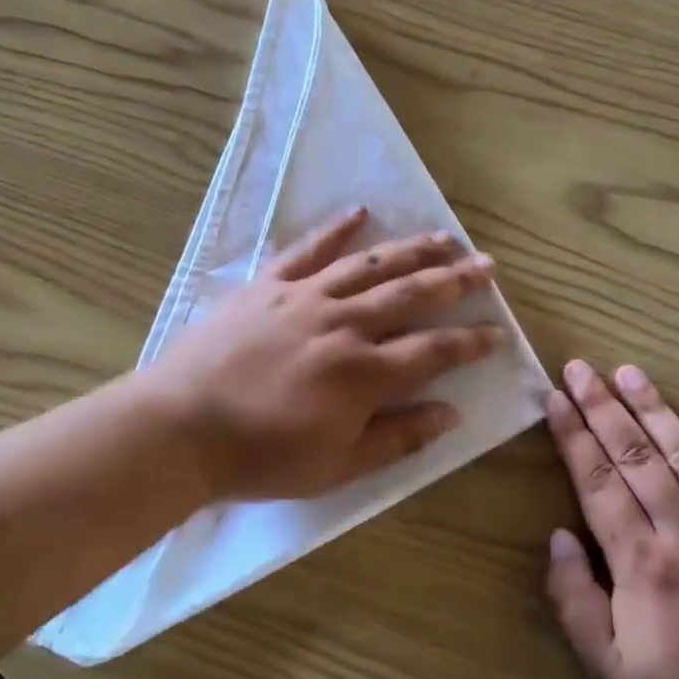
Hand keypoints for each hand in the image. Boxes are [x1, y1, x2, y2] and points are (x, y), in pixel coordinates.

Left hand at [146, 206, 504, 502]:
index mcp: (364, 373)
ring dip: (411, 249)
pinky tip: (360, 211)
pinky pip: (309, 249)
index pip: (434, 350)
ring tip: (444, 236)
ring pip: (370, 265)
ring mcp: (305, 298)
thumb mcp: (337, 466)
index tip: (497, 331)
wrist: (182, 427)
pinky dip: (336, 229)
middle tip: (486, 265)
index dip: (470, 341)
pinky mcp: (269, 285)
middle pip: (411, 294)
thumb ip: (397, 438)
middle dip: (454, 279)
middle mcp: (343, 325)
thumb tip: (451, 413)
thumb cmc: (261, 457)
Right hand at [543, 361, 678, 678]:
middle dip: (603, 407)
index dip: (574, 436)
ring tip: (629, 372)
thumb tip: (558, 537)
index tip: (556, 398)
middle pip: (636, 456)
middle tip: (581, 368)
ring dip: (654, 408)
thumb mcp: (606, 666)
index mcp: (641, 562)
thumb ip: (574, 600)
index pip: (598, 482)